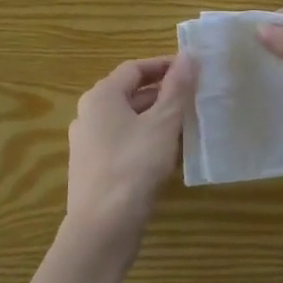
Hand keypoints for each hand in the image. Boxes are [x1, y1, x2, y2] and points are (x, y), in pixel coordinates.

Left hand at [63, 55, 196, 257]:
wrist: (102, 227)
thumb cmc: (133, 167)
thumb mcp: (162, 124)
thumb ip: (176, 89)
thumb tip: (188, 55)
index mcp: (101, 96)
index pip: (134, 68)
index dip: (163, 65)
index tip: (192, 69)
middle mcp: (88, 114)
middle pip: (129, 93)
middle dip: (162, 93)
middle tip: (194, 97)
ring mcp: (88, 143)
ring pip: (127, 120)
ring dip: (156, 118)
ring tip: (187, 124)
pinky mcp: (93, 168)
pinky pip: (123, 142)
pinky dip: (145, 140)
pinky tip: (168, 154)